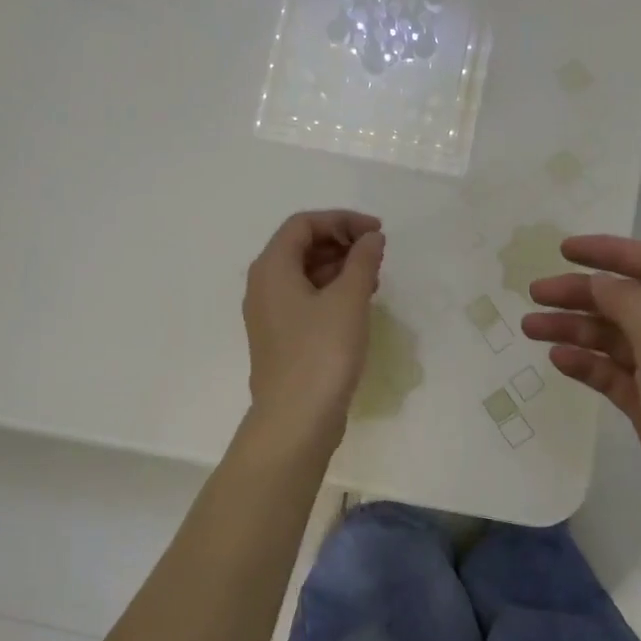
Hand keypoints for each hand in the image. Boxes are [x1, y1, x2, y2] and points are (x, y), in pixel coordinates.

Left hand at [243, 210, 385, 441]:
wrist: (296, 420)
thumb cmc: (322, 352)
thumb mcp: (349, 299)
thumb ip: (362, 260)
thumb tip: (371, 238)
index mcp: (272, 267)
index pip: (304, 224)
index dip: (342, 220)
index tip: (377, 233)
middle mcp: (263, 285)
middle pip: (301, 246)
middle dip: (341, 243)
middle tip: (376, 255)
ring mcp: (269, 314)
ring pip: (304, 274)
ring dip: (339, 268)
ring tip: (373, 279)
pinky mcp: (281, 338)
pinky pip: (305, 299)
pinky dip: (331, 292)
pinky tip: (358, 305)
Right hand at [522, 235, 640, 566]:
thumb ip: (631, 303)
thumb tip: (600, 282)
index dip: (613, 252)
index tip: (564, 250)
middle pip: (632, 302)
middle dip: (584, 294)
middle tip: (535, 294)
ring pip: (619, 340)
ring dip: (577, 330)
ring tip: (531, 327)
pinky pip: (616, 377)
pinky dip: (588, 366)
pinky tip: (558, 361)